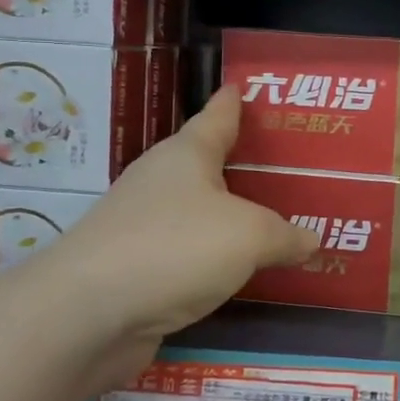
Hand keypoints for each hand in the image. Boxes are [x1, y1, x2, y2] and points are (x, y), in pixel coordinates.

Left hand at [56, 86, 319, 343]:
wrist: (88, 315)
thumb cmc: (174, 248)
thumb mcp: (248, 236)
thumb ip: (284, 236)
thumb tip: (310, 240)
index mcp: (186, 156)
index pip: (216, 117)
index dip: (232, 102)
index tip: (241, 86)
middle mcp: (160, 183)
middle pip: (205, 165)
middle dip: (239, 163)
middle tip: (283, 165)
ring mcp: (143, 227)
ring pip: (198, 213)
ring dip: (228, 216)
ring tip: (272, 220)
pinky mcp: (137, 270)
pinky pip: (189, 255)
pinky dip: (215, 258)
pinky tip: (238, 271)